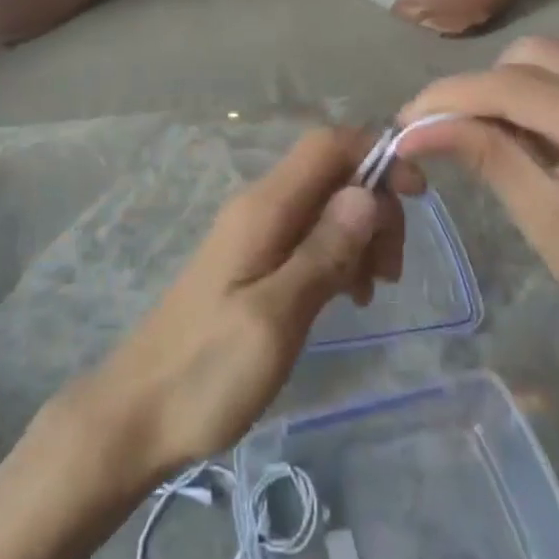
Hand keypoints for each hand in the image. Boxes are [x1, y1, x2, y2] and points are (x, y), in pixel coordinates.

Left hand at [71, 128, 421, 478]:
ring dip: (361, 235)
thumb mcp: (275, 317)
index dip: (376, 155)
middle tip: (390, 272)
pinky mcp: (255, 263)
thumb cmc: (206, 371)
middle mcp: (260, 208)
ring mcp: (255, 235)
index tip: (418, 197)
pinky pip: (310, 237)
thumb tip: (368, 193)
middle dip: (375, 206)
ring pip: (325, 206)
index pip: (327, 145)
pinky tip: (348, 297)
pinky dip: (339, 256)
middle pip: (332, 174)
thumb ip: (322, 252)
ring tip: (371, 292)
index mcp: (264, 208)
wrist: (140, 412)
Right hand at [396, 37, 558, 371]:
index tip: (406, 120)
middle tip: (445, 129)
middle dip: (479, 89)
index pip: (513, 86)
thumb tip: (415, 128)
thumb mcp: (544, 219)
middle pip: (532, 58)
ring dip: (510, 89)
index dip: (450, 97)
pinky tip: (534, 135)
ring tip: (489, 134)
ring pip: (555, 60)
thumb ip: (484, 154)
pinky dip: (544, 97)